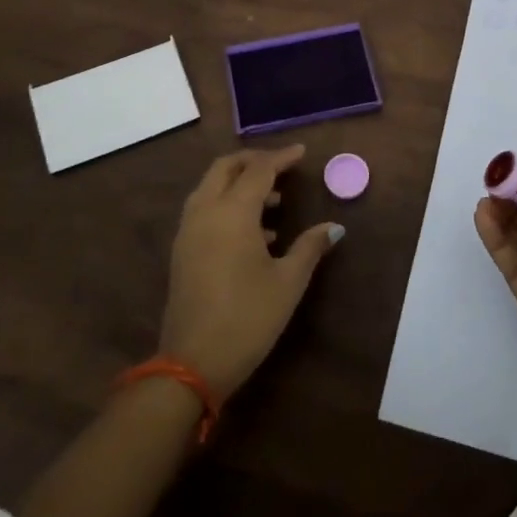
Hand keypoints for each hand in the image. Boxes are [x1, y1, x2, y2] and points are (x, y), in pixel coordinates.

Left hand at [160, 146, 343, 401]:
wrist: (191, 364)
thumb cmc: (247, 318)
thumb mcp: (288, 283)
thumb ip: (310, 247)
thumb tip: (334, 227)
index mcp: (232, 213)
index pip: (259, 169)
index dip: (282, 157)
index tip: (302, 153)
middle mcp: (205, 212)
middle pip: (225, 167)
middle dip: (253, 160)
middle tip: (282, 167)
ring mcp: (188, 231)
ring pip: (210, 187)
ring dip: (239, 183)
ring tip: (273, 202)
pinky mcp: (182, 251)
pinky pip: (204, 209)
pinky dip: (226, 204)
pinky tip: (255, 233)